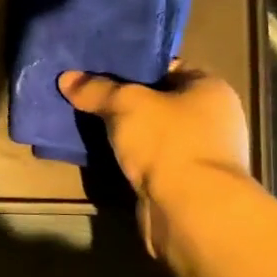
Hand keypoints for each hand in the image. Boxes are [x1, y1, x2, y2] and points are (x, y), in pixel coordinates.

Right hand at [59, 68, 252, 260]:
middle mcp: (211, 118)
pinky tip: (100, 153)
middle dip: (122, 100)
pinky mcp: (184, 183)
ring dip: (123, 132)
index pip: (167, 67)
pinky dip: (128, 158)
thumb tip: (66, 77)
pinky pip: (149, 160)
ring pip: (151, 133)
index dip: (131, 66)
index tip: (97, 69)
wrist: (191, 211)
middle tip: (85, 95)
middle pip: (157, 101)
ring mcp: (199, 153)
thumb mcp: (126, 104)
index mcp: (210, 89)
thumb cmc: (168, 143)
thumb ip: (96, 90)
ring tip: (84, 122)